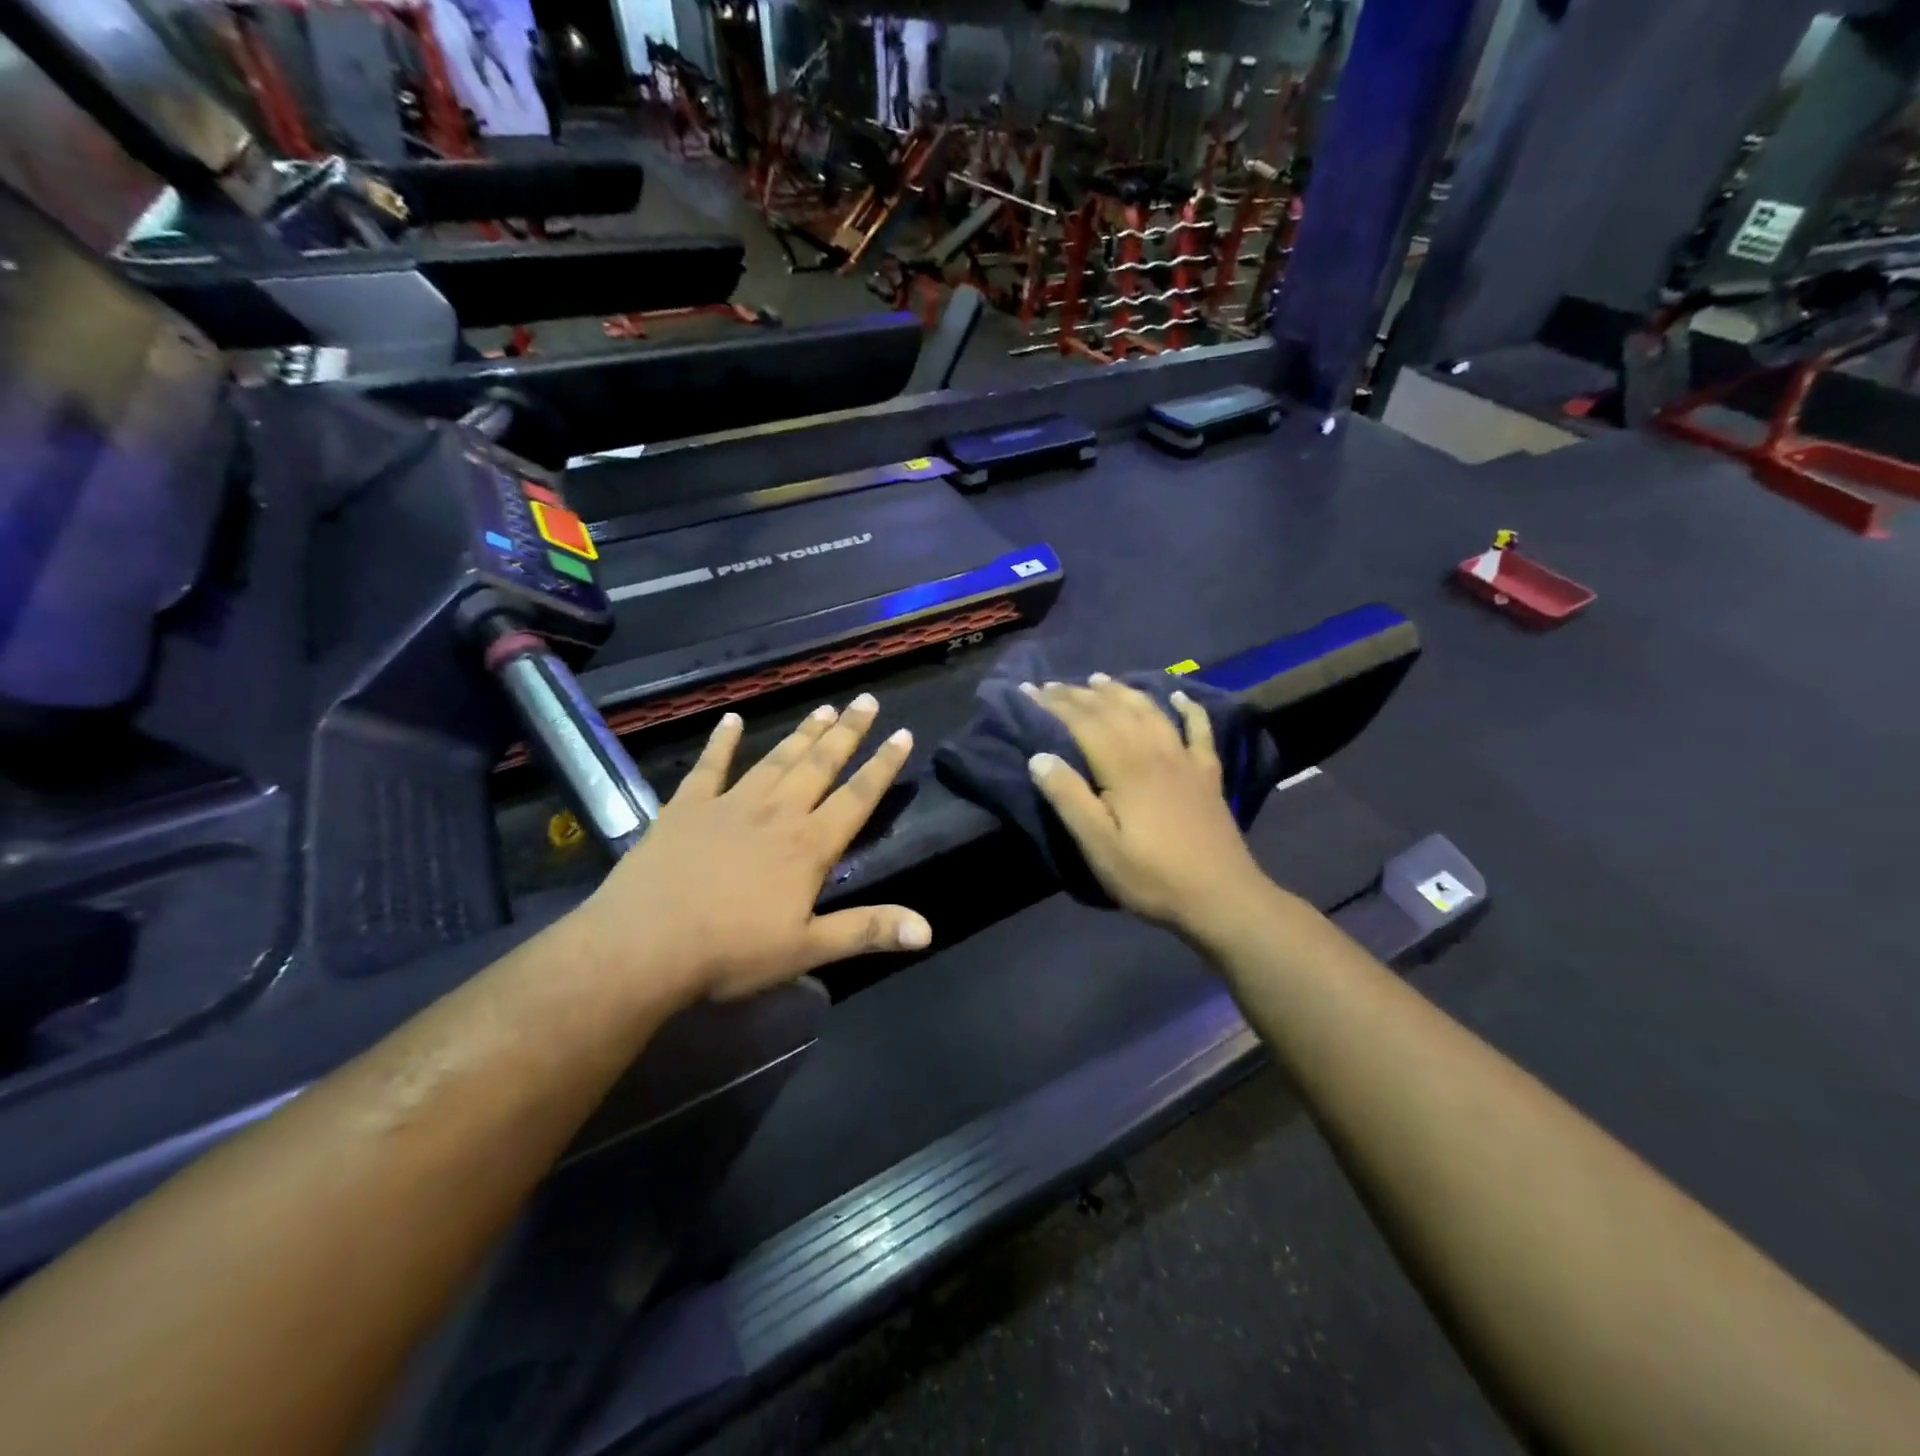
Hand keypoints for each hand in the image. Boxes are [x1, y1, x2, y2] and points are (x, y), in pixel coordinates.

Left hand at [575, 694, 930, 1004]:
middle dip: (847, 732)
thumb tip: (927, 930)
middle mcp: (777, 813)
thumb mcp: (807, 950)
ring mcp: (730, 805)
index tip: (902, 733)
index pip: (857, 797)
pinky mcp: (687, 807)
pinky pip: (710, 766)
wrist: (643, 946)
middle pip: (819, 765)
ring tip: (824, 709)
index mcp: (809, 846)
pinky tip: (732, 719)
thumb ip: (867, 931)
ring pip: (776, 760)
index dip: (882, 765)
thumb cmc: (731, 952)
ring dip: (802, 734)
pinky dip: (722, 742)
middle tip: (866, 700)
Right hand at [1024, 676, 1269, 934]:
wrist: (1221, 897)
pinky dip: (1187, 708)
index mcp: (1125, 768)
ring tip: (1099, 679)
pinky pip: (1199, 729)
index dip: (1054, 704)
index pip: (1084, 723)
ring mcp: (1185, 760)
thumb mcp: (1098, 846)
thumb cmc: (1151, 876)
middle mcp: (1155, 752)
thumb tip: (1039, 756)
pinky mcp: (1208, 774)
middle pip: (1114, 710)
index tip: (1029, 690)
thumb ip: (1069, 798)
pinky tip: (1179, 696)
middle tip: (1052, 684)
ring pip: (1150, 711)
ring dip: (1122, 691)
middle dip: (1080, 694)